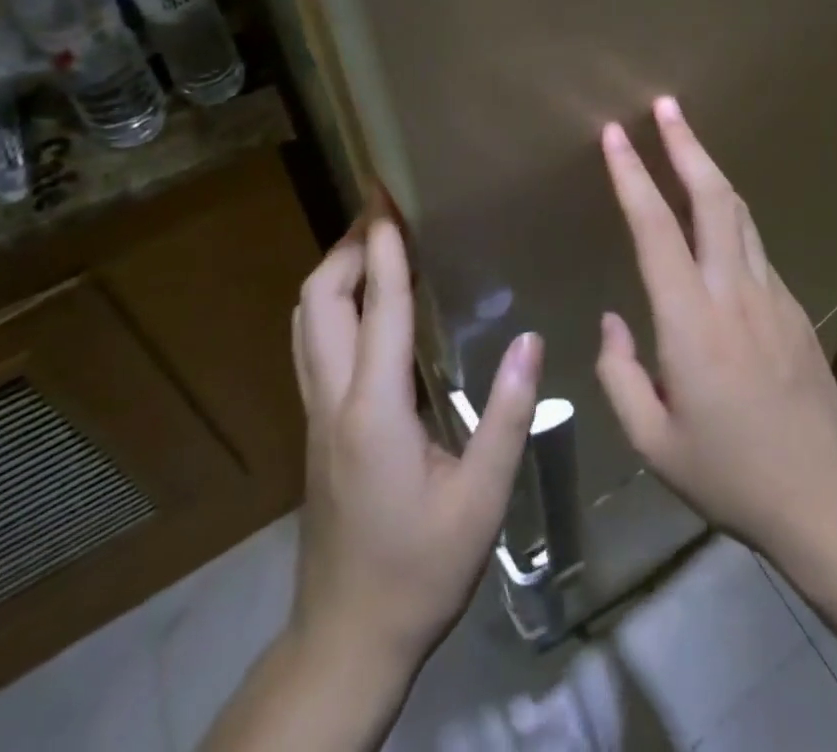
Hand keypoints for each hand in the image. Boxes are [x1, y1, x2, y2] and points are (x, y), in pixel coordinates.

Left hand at [292, 216, 542, 668]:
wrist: (347, 639)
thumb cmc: (420, 570)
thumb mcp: (481, 500)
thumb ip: (507, 416)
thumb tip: (530, 339)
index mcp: (375, 411)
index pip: (380, 307)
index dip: (384, 247)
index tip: (387, 197)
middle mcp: (334, 400)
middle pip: (319, 301)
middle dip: (345, 245)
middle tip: (382, 209)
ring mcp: (316, 414)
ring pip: (306, 321)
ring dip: (333, 271)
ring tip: (372, 241)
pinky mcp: (317, 428)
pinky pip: (313, 343)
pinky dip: (333, 303)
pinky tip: (367, 304)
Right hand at [595, 97, 836, 559]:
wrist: (826, 496)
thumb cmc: (730, 474)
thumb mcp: (653, 442)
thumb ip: (620, 375)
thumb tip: (613, 322)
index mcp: (691, 320)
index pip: (654, 228)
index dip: (632, 176)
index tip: (614, 135)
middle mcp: (733, 290)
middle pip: (711, 197)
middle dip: (686, 144)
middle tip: (666, 105)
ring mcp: (770, 292)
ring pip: (738, 212)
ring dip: (710, 168)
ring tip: (687, 138)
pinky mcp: (792, 304)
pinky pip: (753, 243)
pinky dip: (729, 211)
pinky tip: (716, 213)